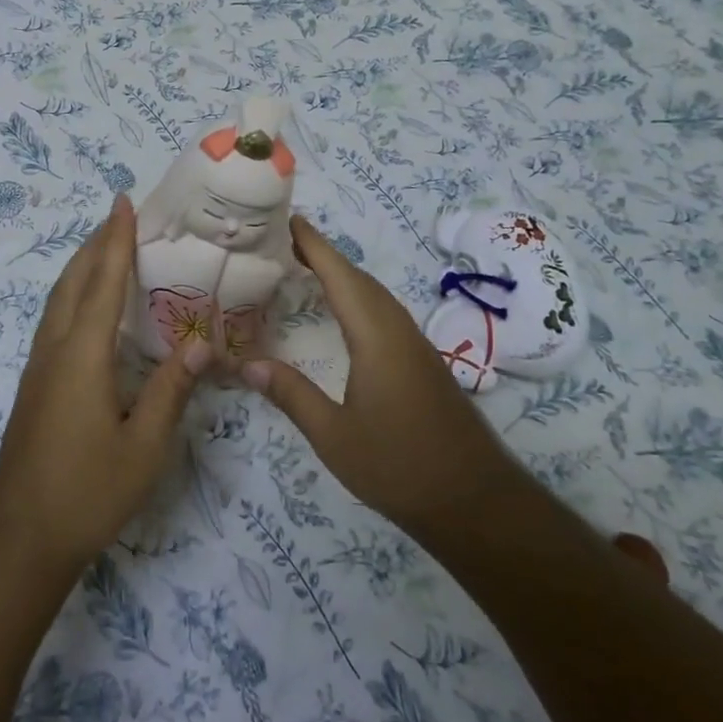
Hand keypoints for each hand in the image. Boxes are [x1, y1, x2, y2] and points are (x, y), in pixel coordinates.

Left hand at [0, 194, 208, 575]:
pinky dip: (72, 295)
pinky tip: (86, 309)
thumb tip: (201, 342)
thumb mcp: (143, 447)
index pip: (102, 284)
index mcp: (82, 356)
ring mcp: (38, 369)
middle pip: (72, 282)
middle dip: (94, 245)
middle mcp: (54, 351)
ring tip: (103, 249)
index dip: (115, 240)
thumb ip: (172, 391)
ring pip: (57, 301)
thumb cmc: (87, 493)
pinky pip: (54, 321)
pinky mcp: (33, 387)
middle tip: (118, 216)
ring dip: (80, 268)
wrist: (19, 540)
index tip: (122, 203)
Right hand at [239, 216, 514, 541]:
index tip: (290, 220)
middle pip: (360, 280)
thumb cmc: (399, 466)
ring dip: (344, 276)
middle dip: (325, 255)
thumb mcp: (333, 436)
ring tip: (309, 270)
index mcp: (376, 337)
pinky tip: (346, 316)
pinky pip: (386, 314)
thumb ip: (291, 395)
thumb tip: (246, 365)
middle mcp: (398, 331)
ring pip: (376, 296)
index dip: (315, 246)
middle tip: (287, 242)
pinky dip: (360, 299)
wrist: (475, 501)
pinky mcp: (424, 364)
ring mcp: (416, 346)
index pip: (341, 277)